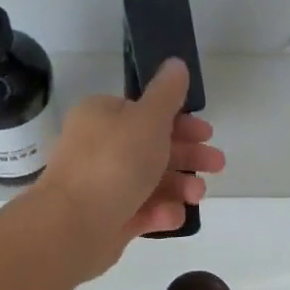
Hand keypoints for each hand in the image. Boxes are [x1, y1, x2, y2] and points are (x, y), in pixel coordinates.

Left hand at [33, 59, 224, 278]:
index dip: (181, 122)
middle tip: (216, 165)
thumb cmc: (114, 163)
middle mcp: (99, 147)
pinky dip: (160, 212)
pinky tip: (172, 216)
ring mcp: (102, 185)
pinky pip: (141, 210)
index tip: (207, 133)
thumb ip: (168, 93)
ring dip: (180, 186)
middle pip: (153, 147)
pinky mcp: (107, 218)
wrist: (72, 226)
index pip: (146, 113)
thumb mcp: (148, 118)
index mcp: (102, 116)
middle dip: (188, 156)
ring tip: (197, 196)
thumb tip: (176, 63)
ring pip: (150, 181)